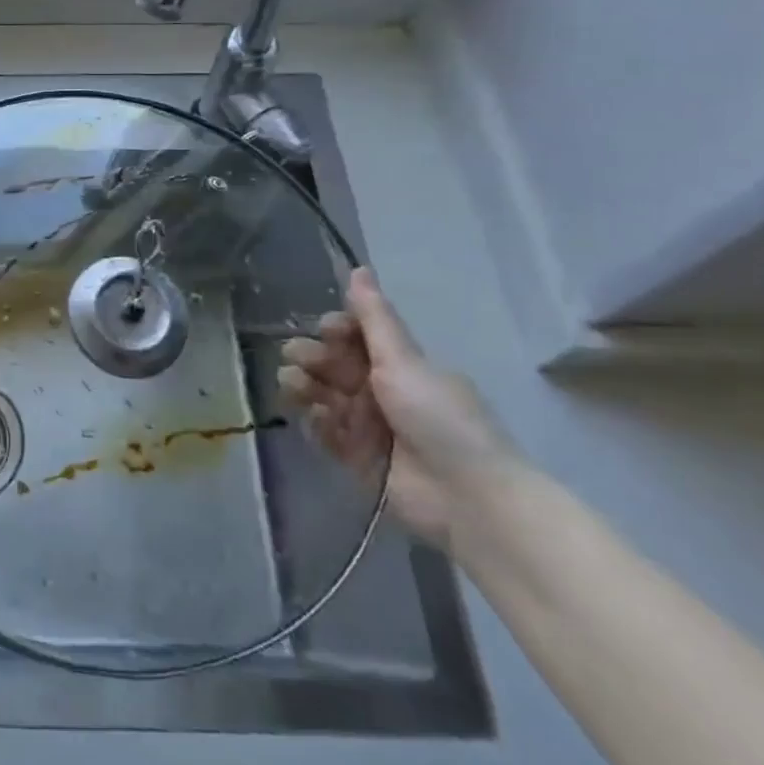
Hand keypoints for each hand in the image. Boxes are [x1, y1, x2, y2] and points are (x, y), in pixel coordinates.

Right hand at [278, 268, 517, 547]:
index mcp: (397, 364)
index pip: (354, 336)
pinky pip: (324, 432)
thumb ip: (375, 318)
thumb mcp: (405, 361)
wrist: (468, 496)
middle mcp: (379, 390)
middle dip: (310, 357)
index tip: (326, 330)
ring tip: (295, 388)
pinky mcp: (356, 458)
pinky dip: (314, 423)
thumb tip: (358, 268)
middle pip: (331, 364)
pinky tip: (311, 418)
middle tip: (299, 360)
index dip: (335, 330)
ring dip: (303, 386)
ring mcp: (367, 424)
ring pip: (321, 395)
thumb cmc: (439, 418)